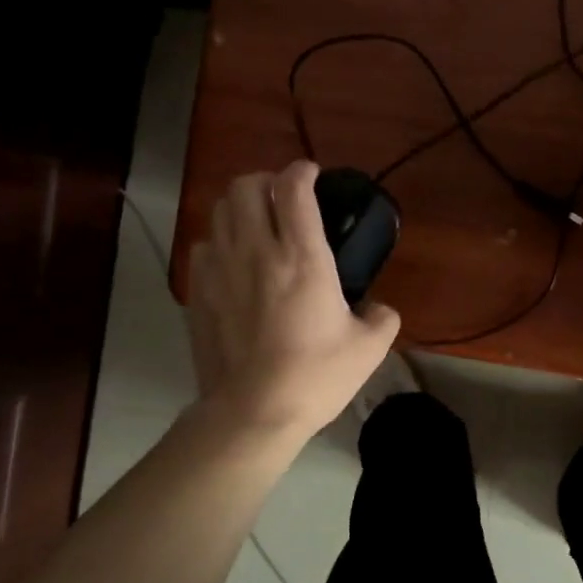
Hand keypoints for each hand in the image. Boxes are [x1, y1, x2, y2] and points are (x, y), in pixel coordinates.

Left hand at [187, 161, 400, 439]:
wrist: (253, 412)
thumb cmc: (315, 376)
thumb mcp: (369, 348)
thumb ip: (382, 317)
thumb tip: (379, 308)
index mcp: (303, 257)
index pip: (294, 188)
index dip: (303, 170)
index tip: (313, 175)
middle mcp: (257, 251)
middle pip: (246, 186)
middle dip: (266, 181)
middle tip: (284, 199)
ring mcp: (221, 269)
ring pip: (219, 210)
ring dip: (240, 207)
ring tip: (258, 225)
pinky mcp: (199, 292)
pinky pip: (203, 245)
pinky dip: (220, 241)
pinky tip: (235, 262)